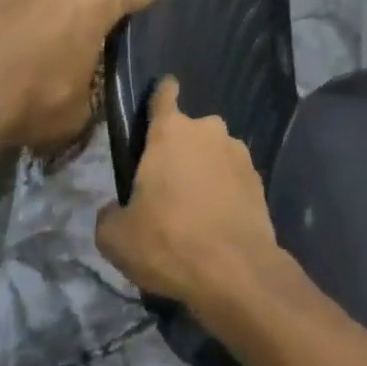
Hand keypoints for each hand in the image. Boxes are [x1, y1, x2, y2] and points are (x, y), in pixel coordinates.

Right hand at [95, 78, 282, 315]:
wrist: (236, 272)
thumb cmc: (168, 242)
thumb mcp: (116, 237)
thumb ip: (108, 214)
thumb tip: (114, 210)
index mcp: (170, 131)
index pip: (164, 93)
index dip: (160, 95)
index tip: (158, 102)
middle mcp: (207, 130)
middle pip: (188, 131)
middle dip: (179, 150)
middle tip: (167, 186)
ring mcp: (238, 152)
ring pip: (213, 153)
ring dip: (204, 170)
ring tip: (195, 209)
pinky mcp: (258, 178)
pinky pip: (233, 176)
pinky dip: (225, 190)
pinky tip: (217, 220)